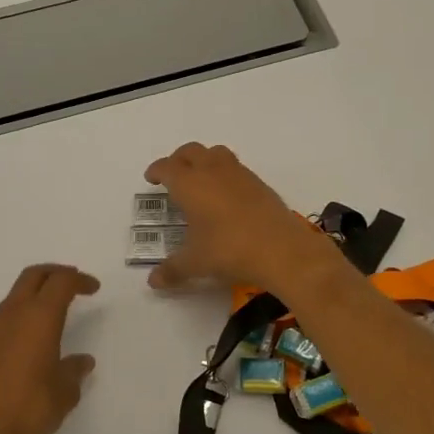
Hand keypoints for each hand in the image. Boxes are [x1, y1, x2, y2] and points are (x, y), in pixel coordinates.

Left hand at [0, 264, 98, 433]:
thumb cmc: (29, 409)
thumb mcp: (64, 393)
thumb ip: (74, 371)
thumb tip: (82, 361)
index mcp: (40, 317)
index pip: (61, 282)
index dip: (79, 280)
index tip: (93, 288)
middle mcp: (13, 314)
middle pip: (34, 276)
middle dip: (55, 273)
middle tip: (73, 283)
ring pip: (16, 294)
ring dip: (36, 292)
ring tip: (54, 309)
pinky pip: (5, 316)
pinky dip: (22, 313)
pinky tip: (32, 337)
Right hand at [142, 143, 339, 294]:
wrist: (281, 249)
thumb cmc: (228, 250)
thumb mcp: (195, 263)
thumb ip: (172, 270)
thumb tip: (154, 281)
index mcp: (190, 184)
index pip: (167, 167)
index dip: (156, 171)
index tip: (152, 178)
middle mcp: (212, 171)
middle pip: (191, 151)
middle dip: (178, 160)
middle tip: (173, 176)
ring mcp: (239, 174)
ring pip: (216, 153)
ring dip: (204, 160)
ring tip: (201, 180)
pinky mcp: (259, 183)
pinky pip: (236, 168)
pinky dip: (225, 174)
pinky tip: (227, 196)